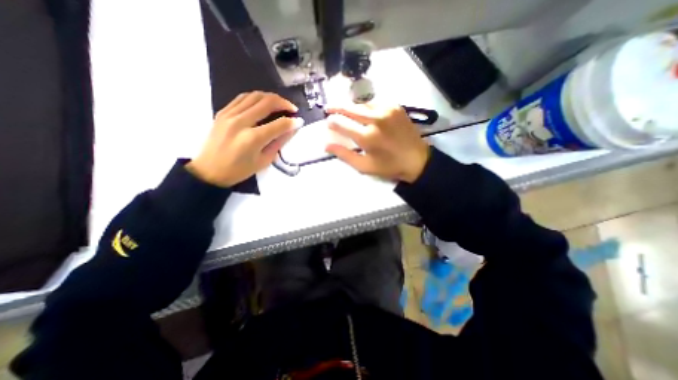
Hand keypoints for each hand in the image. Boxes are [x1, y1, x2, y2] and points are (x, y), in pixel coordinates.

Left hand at [186, 92, 299, 186]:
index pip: (278, 124)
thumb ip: (279, 143)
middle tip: (292, 108)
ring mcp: (229, 114)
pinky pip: (242, 98)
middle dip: (284, 103)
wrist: (210, 171)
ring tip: (280, 104)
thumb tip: (292, 129)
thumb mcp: (264, 161)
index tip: (300, 121)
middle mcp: (240, 122)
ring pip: (254, 95)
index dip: (292, 122)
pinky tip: (263, 103)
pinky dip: (256, 97)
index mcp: (252, 139)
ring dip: (271, 97)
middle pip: (266, 103)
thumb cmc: (240, 171)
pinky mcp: (222, 112)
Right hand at [324, 102, 427, 182]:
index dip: (331, 122)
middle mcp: (376, 119)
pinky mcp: (395, 107)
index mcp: (367, 136)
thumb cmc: (388, 166)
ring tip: (345, 111)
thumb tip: (325, 144)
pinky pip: (375, 103)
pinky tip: (364, 112)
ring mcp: (387, 110)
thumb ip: (344, 154)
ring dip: (351, 107)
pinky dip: (366, 107)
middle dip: (336, 107)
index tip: (328, 123)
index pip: (341, 123)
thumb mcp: (364, 166)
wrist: (417, 159)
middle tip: (328, 108)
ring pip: (361, 103)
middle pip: (349, 108)